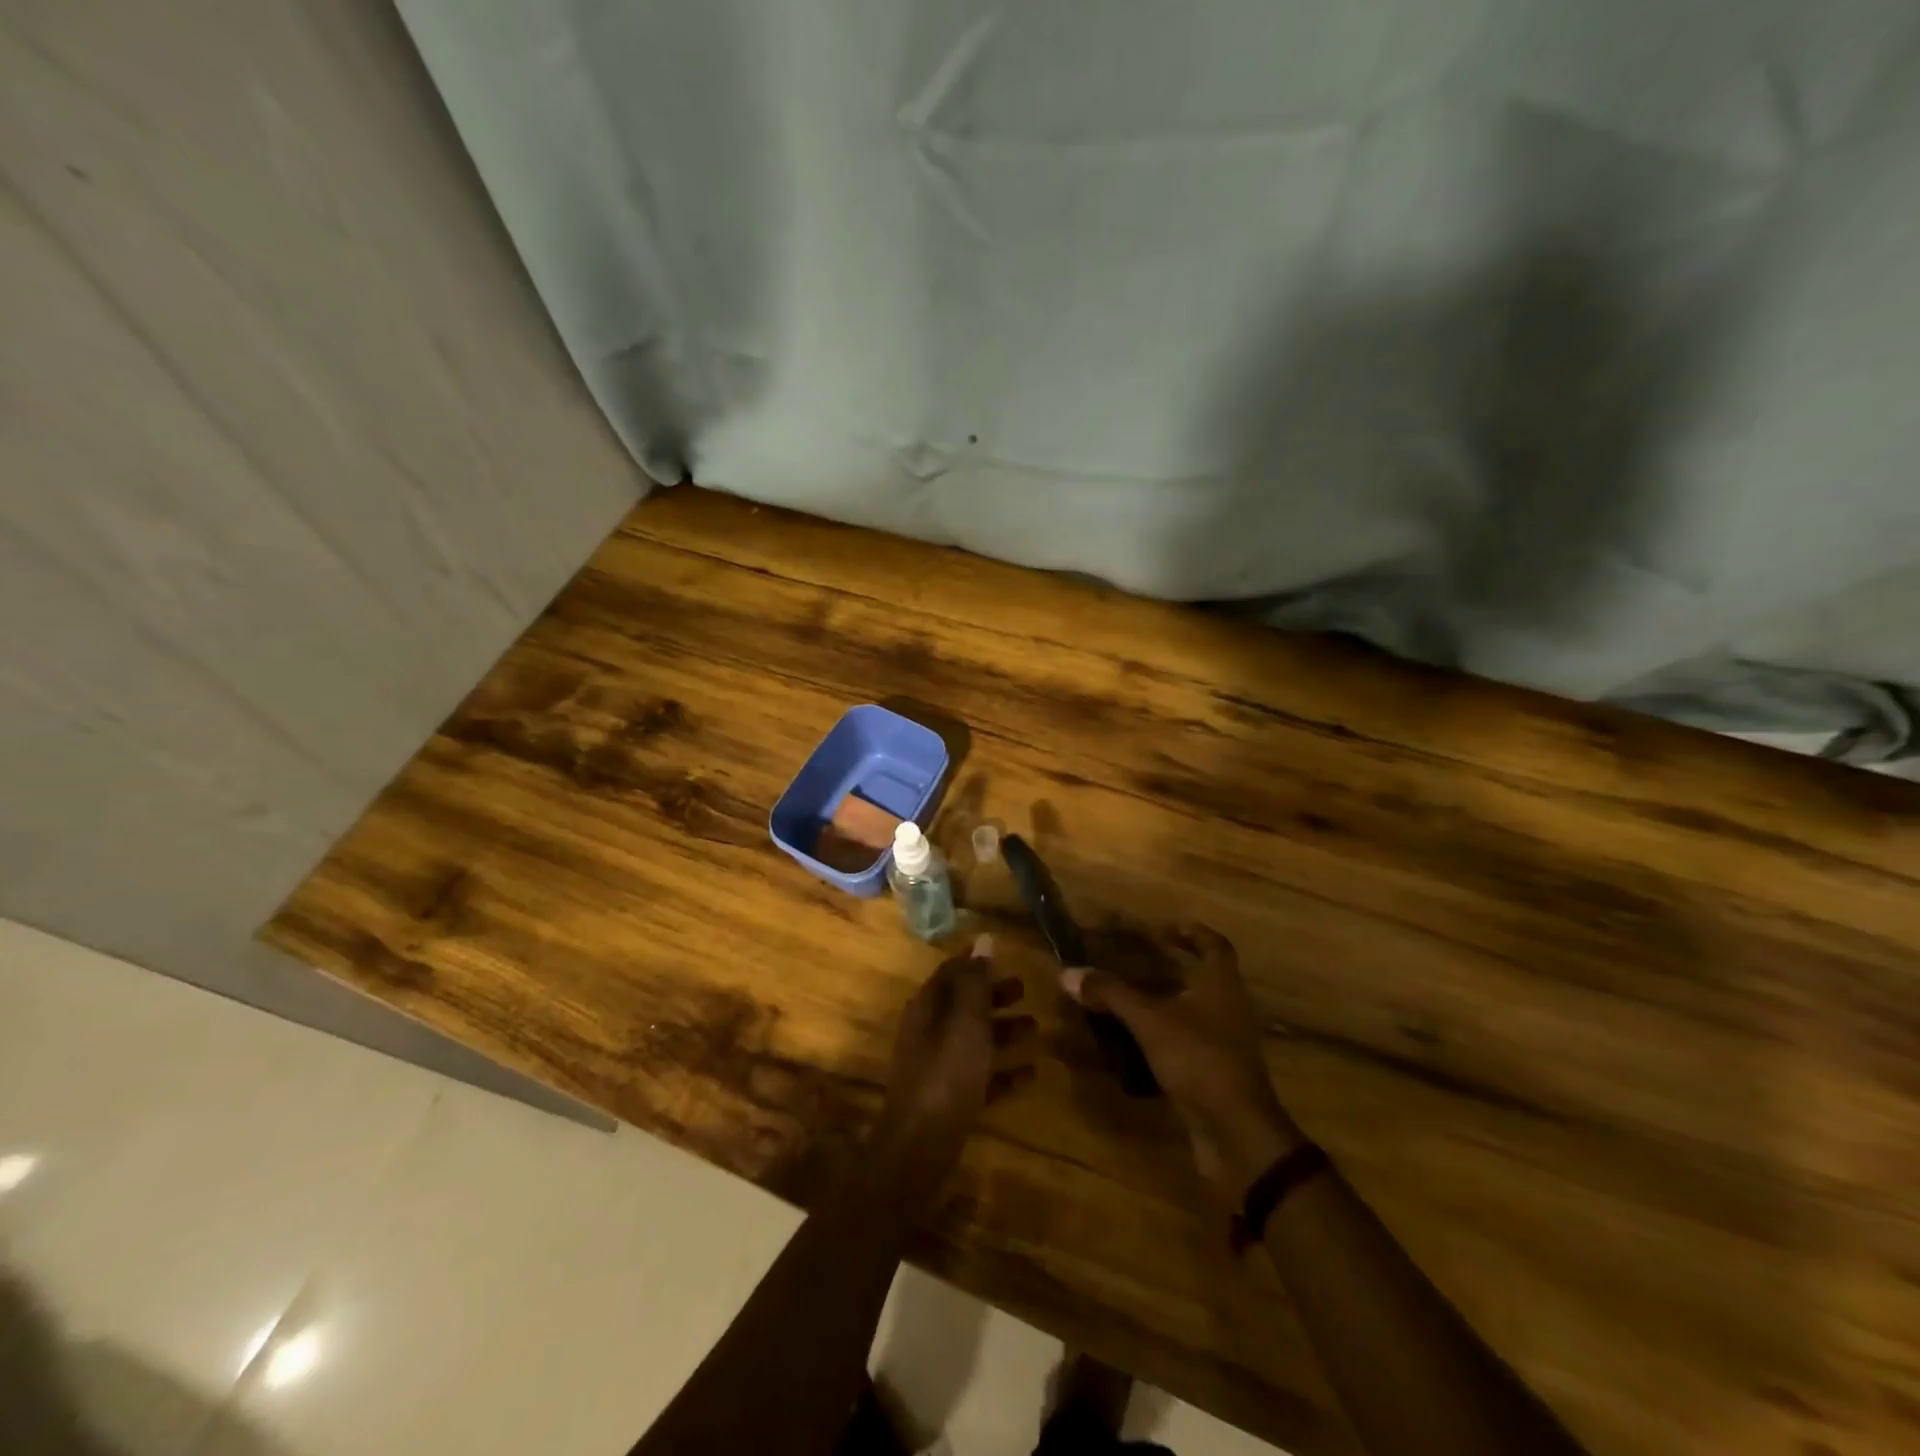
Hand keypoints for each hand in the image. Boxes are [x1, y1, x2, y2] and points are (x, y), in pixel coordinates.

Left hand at [873, 935, 1035, 1211]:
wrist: (920, 1148)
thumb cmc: (946, 1075)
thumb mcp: (966, 1022)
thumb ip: (976, 982)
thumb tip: (984, 940)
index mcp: (927, 1008)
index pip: (951, 972)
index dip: (976, 962)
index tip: (1003, 955)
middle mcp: (929, 1032)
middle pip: (963, 1005)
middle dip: (993, 996)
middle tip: (1026, 990)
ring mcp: (937, 1067)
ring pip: (973, 1039)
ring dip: (1002, 1031)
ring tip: (1036, 1029)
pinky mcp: (949, 1099)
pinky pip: (980, 1076)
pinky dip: (1003, 1071)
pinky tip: (1032, 1074)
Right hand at [1061, 923, 1299, 1202]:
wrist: (1237, 1134)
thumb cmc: (1200, 1061)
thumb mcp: (1150, 1022)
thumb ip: (1112, 994)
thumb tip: (1068, 972)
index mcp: (1222, 986)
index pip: (1216, 946)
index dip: (1194, 933)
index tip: (1166, 927)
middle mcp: (1229, 1009)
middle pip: (1206, 977)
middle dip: (1174, 967)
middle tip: (1137, 959)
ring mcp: (1225, 1044)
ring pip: (1196, 1011)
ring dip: (1167, 1001)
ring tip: (1130, 997)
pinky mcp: (1216, 1073)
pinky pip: (1189, 1042)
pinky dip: (1165, 1035)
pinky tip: (1136, 1041)